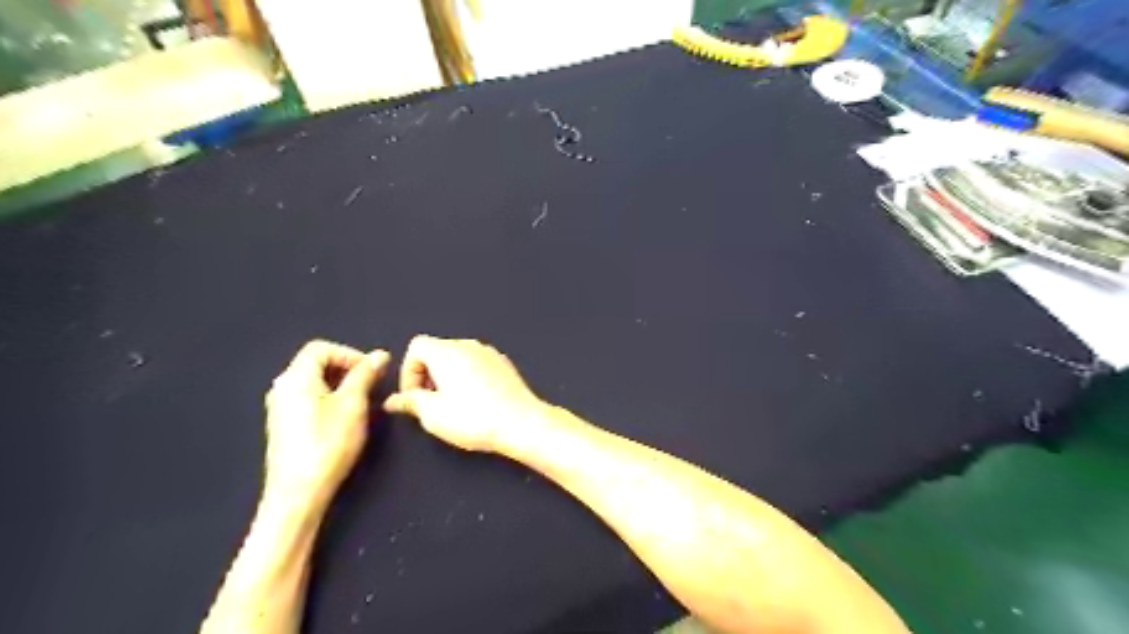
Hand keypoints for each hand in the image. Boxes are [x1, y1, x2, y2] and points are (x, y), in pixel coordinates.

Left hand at [265, 339, 394, 507]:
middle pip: (315, 363)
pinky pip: (307, 399)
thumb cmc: (328, 443)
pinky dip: (328, 399)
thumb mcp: (353, 404)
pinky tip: (343, 419)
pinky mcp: (283, 426)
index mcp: (295, 378)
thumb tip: (380, 355)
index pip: (321, 348)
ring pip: (312, 383)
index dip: (349, 353)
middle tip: (370, 385)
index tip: (370, 371)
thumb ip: (365, 375)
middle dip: (346, 369)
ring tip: (361, 402)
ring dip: (339, 385)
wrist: (298, 493)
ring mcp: (279, 408)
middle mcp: (282, 388)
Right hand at [383, 335, 552, 452]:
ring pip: (458, 357)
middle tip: (430, 402)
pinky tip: (474, 402)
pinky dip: (468, 377)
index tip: (414, 396)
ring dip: (447, 377)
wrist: (521, 422)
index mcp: (447, 351)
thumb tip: (394, 401)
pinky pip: (477, 364)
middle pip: (437, 350)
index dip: (408, 371)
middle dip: (427, 374)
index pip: (416, 346)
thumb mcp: (433, 414)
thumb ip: (410, 402)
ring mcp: (489, 353)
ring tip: (451, 405)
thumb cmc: (474, 418)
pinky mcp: (504, 364)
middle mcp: (468, 345)